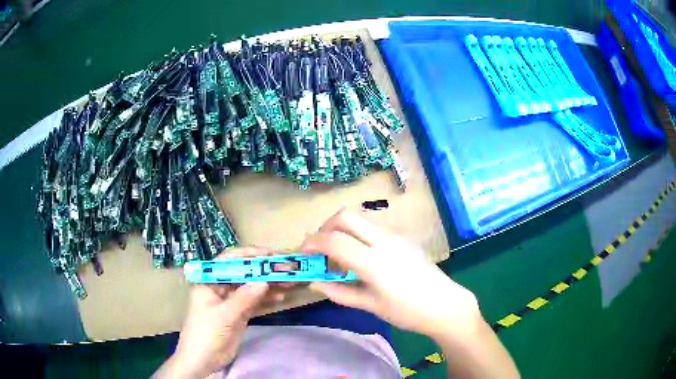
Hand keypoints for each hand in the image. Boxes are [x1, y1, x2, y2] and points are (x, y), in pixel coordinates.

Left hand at [156, 247, 284, 378]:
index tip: (270, 255)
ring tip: (288, 282)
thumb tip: (264, 281)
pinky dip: (266, 299)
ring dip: (268, 284)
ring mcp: (229, 301)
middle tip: (285, 269)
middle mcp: (219, 286)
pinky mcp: (238, 313)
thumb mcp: (224, 315)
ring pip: (250, 287)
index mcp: (209, 280)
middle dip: (263, 270)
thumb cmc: (206, 333)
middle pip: (243, 273)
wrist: (203, 360)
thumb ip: (244, 298)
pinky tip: (280, 298)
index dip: (249, 255)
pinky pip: (254, 301)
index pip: (229, 260)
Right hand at [302, 209, 481, 338]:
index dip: (313, 243)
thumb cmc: (407, 311)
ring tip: (340, 254)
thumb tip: (315, 282)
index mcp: (373, 261)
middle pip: (346, 216)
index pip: (334, 240)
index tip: (303, 252)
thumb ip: (340, 292)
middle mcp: (384, 241)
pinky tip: (362, 256)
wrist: (444, 304)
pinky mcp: (404, 238)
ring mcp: (396, 236)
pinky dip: (359, 235)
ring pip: (361, 219)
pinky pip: (374, 228)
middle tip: (320, 248)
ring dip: (343, 229)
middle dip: (326, 227)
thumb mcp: (370, 305)